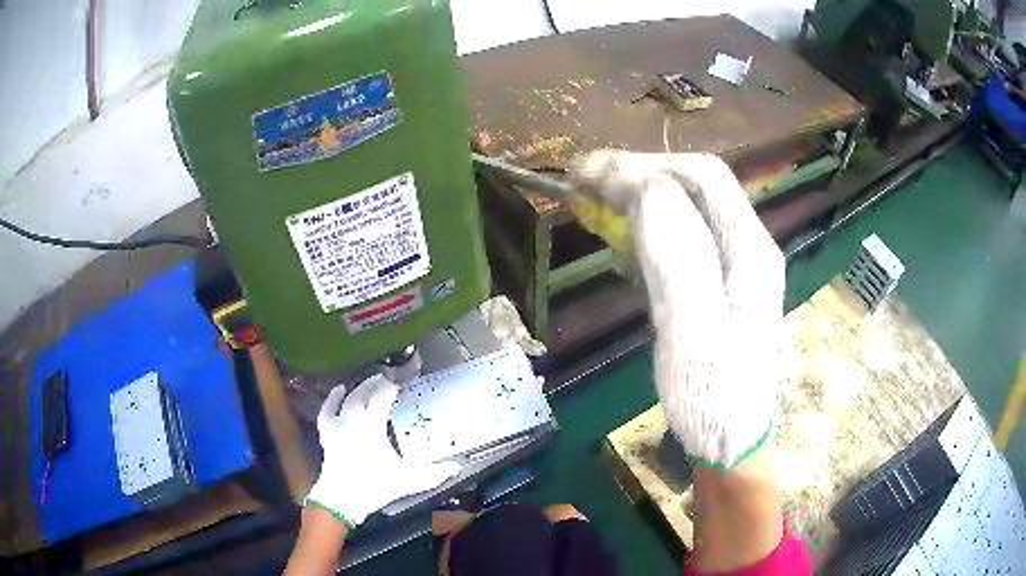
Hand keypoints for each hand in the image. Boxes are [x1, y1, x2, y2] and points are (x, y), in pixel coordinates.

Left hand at [305, 375, 460, 527]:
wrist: (342, 500)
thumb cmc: (376, 486)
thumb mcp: (409, 480)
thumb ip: (435, 473)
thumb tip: (457, 466)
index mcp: (373, 425)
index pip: (382, 397)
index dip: (390, 388)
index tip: (400, 384)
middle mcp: (353, 419)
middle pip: (363, 393)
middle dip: (374, 384)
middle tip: (385, 378)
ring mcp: (338, 426)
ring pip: (347, 399)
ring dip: (357, 389)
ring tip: (366, 383)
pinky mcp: (327, 435)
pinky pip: (327, 411)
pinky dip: (332, 399)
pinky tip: (338, 391)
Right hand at [570, 151, 783, 468]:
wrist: (730, 445)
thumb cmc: (713, 395)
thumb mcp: (693, 324)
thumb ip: (675, 249)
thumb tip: (642, 185)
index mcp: (750, 248)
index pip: (700, 177)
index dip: (642, 166)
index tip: (587, 174)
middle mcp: (749, 247)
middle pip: (696, 186)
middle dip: (640, 173)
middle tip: (586, 183)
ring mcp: (736, 268)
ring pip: (688, 209)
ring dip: (641, 196)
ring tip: (596, 201)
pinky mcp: (718, 289)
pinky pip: (683, 239)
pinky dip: (647, 227)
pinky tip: (622, 240)